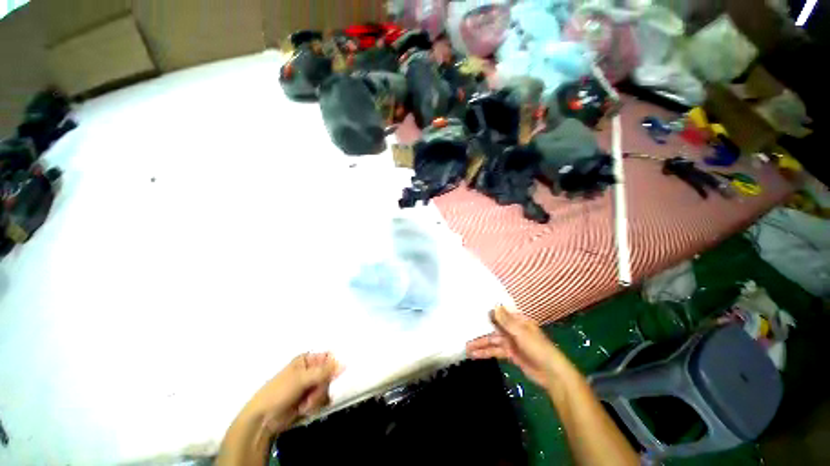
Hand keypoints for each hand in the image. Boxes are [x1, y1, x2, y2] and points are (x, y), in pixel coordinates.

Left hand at [243, 352, 342, 435]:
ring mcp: (310, 385)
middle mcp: (311, 370)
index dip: (333, 367)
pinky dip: (315, 405)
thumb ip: (324, 372)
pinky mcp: (309, 399)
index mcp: (307, 359)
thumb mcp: (301, 379)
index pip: (329, 358)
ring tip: (304, 405)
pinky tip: (303, 409)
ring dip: (317, 398)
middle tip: (311, 394)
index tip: (331, 377)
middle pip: (330, 375)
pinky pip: (322, 399)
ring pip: (327, 388)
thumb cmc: (279, 392)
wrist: (263, 419)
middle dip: (321, 387)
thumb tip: (344, 364)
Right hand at [467, 306, 563, 391]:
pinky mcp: (511, 354)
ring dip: (481, 344)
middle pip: (494, 328)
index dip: (486, 314)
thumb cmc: (538, 349)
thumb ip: (506, 321)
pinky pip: (495, 351)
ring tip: (466, 348)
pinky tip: (475, 355)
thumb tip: (494, 305)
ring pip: (493, 341)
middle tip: (465, 332)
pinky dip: (486, 353)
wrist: (552, 374)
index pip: (499, 314)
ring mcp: (511, 342)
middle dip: (480, 331)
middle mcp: (513, 329)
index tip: (472, 313)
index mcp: (518, 320)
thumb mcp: (522, 333)